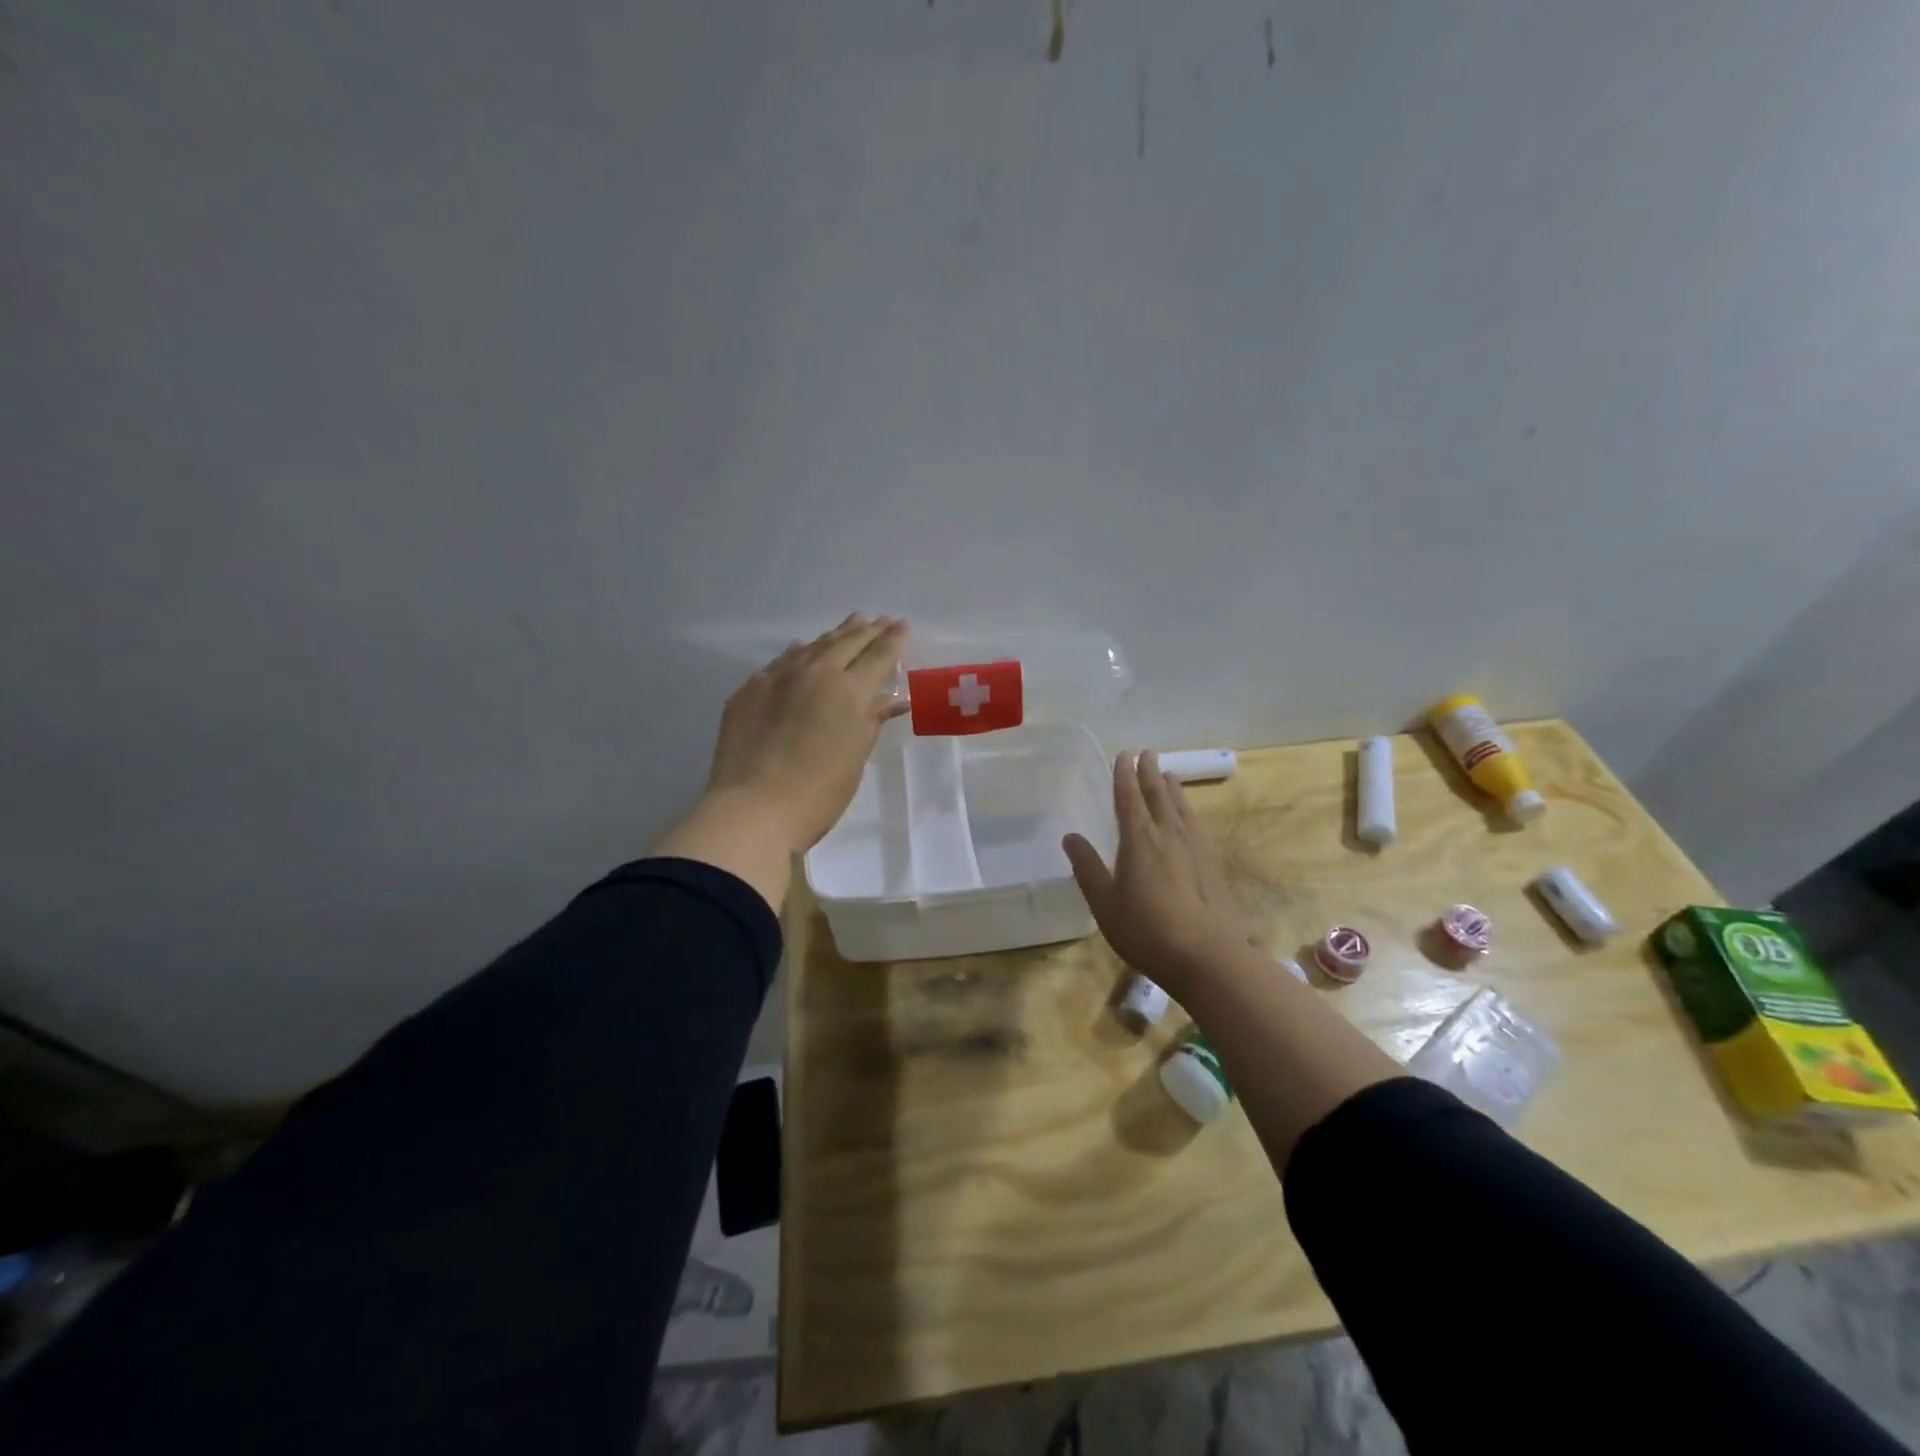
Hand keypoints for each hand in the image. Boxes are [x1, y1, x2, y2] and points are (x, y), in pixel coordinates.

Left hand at [704, 613, 908, 853]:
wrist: (753, 809)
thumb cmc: (819, 794)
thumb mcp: (856, 758)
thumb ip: (872, 721)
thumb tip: (892, 700)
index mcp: (849, 690)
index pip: (878, 655)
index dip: (893, 640)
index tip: (902, 626)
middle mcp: (815, 673)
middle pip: (846, 642)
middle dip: (867, 630)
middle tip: (881, 621)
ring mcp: (778, 678)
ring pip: (813, 646)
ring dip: (835, 635)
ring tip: (851, 624)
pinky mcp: (749, 690)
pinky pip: (782, 661)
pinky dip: (801, 652)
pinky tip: (804, 650)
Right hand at [1063, 751, 1246, 989]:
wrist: (1208, 956)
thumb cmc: (1147, 930)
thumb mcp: (1105, 903)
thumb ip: (1088, 868)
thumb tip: (1070, 837)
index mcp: (1139, 840)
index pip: (1130, 798)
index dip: (1124, 776)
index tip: (1124, 755)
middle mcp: (1169, 835)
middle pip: (1159, 795)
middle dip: (1150, 773)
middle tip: (1147, 753)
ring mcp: (1195, 848)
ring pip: (1182, 807)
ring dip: (1173, 789)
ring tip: (1168, 775)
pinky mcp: (1212, 864)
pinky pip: (1196, 824)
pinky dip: (1188, 811)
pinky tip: (1190, 817)